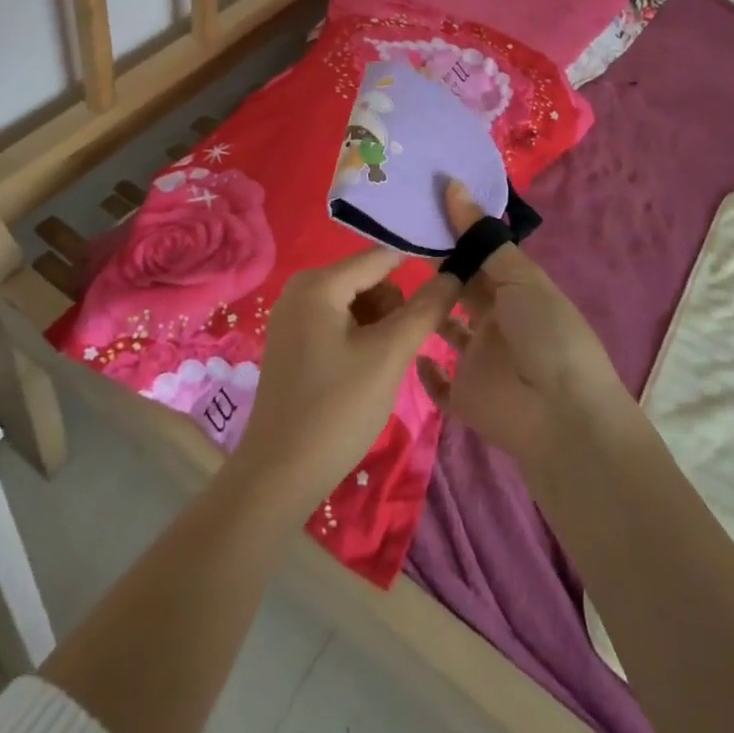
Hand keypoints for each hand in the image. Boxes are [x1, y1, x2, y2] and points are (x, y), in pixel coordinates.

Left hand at [229, 247, 459, 521]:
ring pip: (357, 303)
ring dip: (380, 327)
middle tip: (402, 351)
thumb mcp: (388, 355)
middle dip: (394, 309)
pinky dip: (360, 339)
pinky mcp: (293, 341)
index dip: (418, 268)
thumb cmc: (336, 409)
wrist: (279, 475)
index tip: (449, 288)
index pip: (382, 257)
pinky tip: (365, 373)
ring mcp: (293, 315)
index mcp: (319, 282)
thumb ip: (424, 310)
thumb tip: (454, 274)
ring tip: (383, 367)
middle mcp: (301, 287)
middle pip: (369, 280)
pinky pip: (339, 322)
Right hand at [416, 182, 633, 472]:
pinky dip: (424, 369)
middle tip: (392, 239)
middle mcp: (495, 321)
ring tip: (386, 286)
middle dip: (434, 267)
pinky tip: (404, 344)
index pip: (478, 256)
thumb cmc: (546, 334)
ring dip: (424, 312)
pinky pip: (438, 382)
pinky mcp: (464, 396)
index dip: (453, 234)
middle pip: (460, 289)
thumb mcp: (520, 277)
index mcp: (514, 291)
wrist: (561, 415)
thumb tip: (452, 184)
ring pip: (444, 329)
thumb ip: (482, 238)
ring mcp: (479, 360)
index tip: (418, 208)